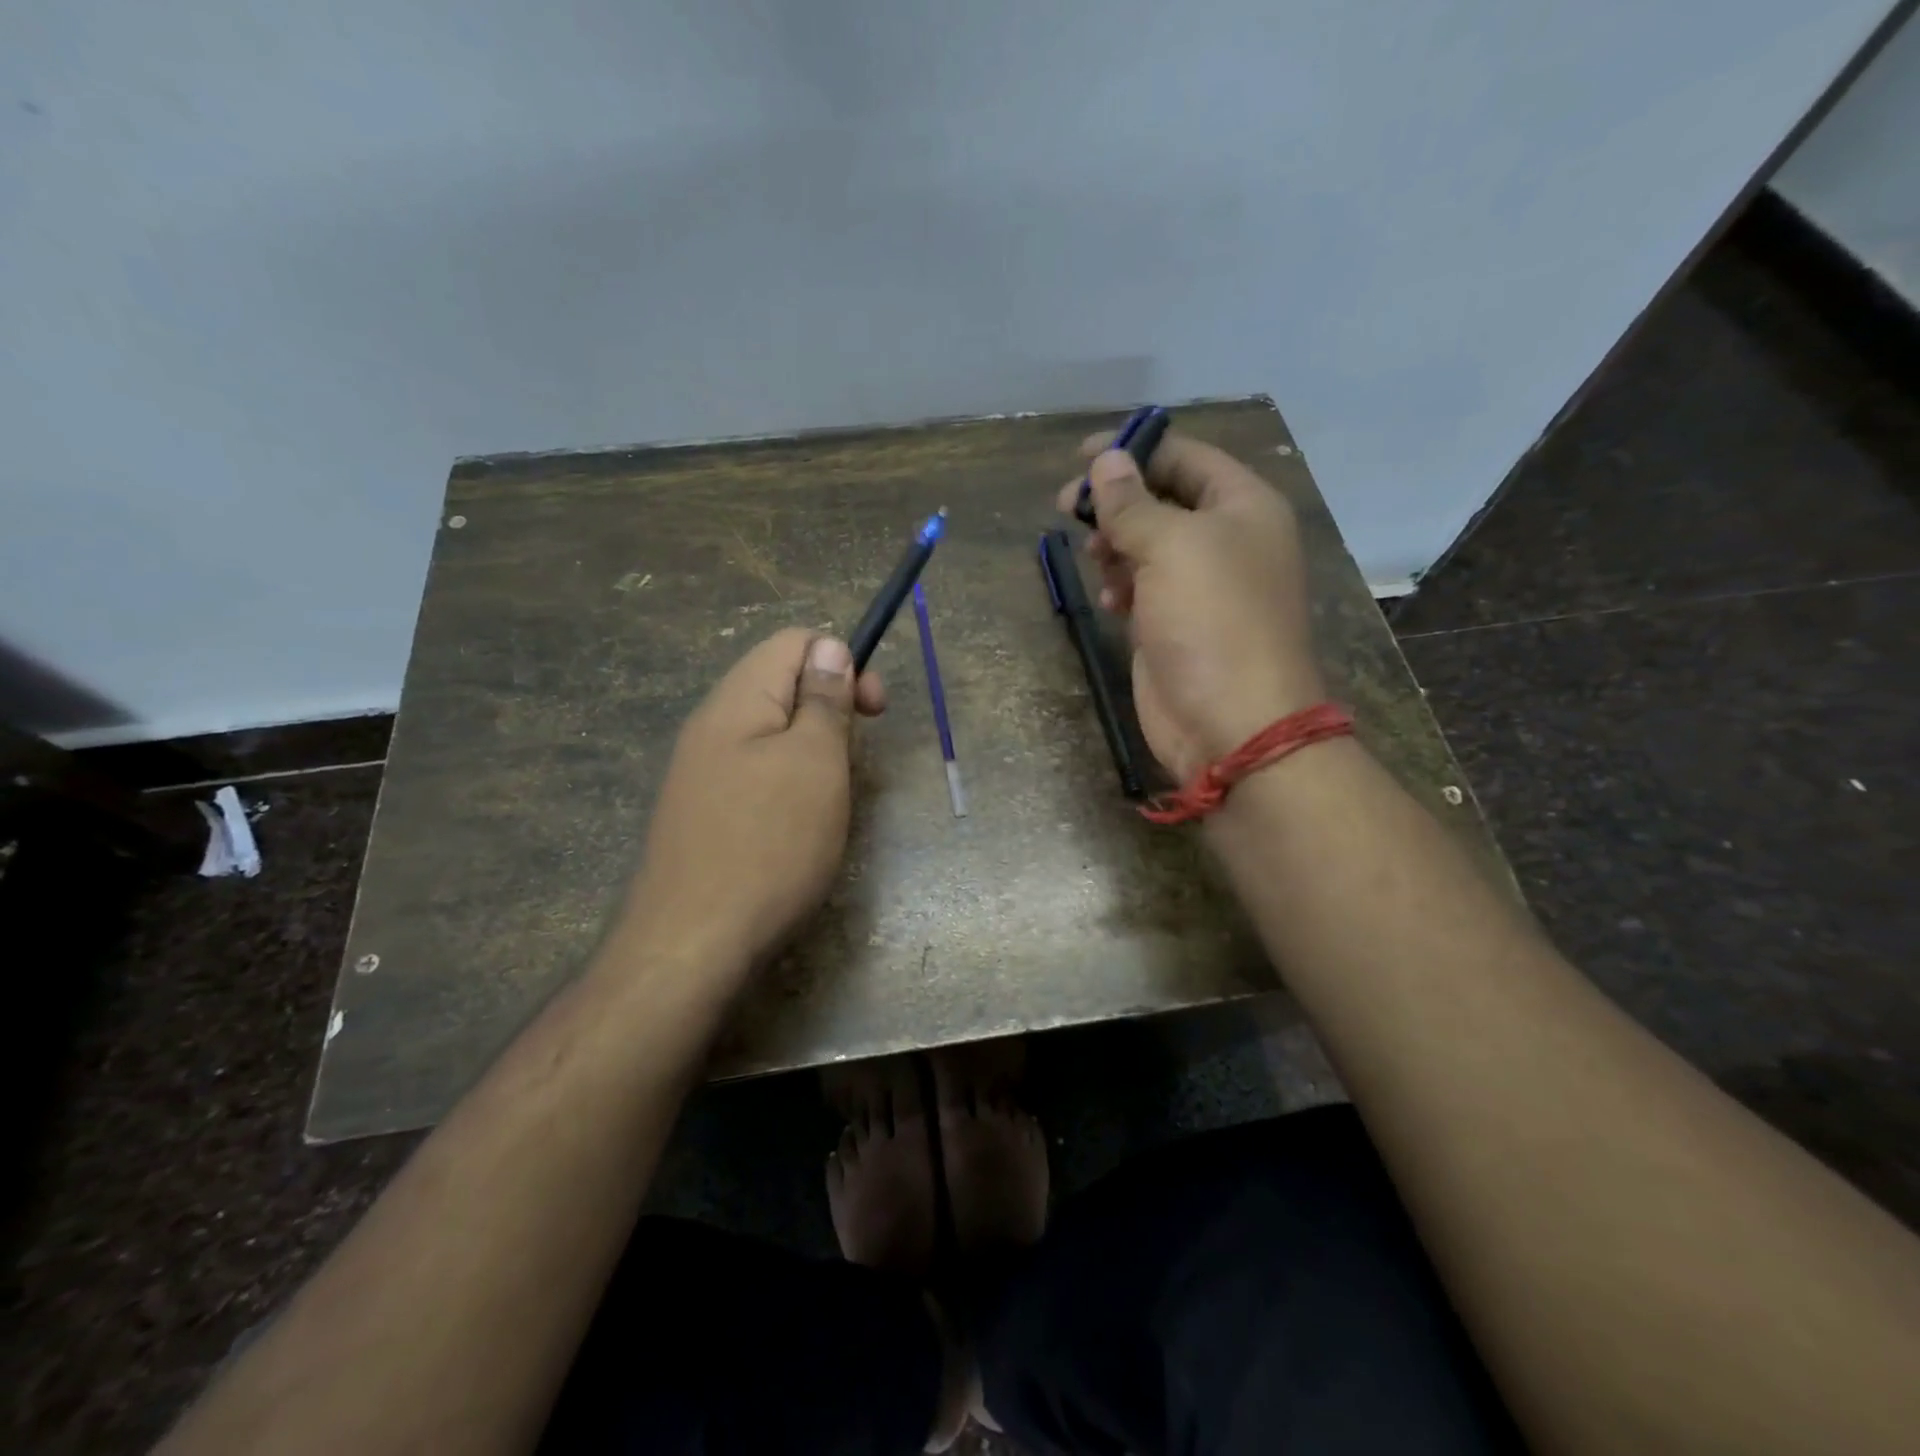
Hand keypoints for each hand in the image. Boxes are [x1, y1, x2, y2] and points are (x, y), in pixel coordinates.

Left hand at [620, 629, 884, 980]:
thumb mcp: (815, 763)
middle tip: (853, 760)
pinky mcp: (701, 812)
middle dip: (830, 709)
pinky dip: (788, 784)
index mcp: (737, 700)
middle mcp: (711, 725)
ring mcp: (700, 771)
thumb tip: (829, 648)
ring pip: (771, 733)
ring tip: (830, 796)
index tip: (873, 711)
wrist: (691, 945)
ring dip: (812, 751)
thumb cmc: (768, 845)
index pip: (793, 641)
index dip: (843, 660)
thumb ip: (824, 700)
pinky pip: (754, 773)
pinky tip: (797, 824)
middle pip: (780, 684)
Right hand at [1056, 433, 1323, 781]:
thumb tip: (1106, 460)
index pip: (1185, 456)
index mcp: (1242, 506)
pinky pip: (1142, 587)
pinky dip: (1121, 586)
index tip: (1080, 455)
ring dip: (1115, 546)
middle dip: (1116, 502)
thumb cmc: (1212, 620)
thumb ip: (1132, 503)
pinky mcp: (1176, 624)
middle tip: (1068, 508)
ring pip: (1146, 545)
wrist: (1232, 722)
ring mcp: (1201, 586)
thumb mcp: (1171, 547)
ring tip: (1096, 561)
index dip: (1134, 449)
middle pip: (1162, 500)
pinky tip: (1111, 600)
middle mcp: (1226, 539)